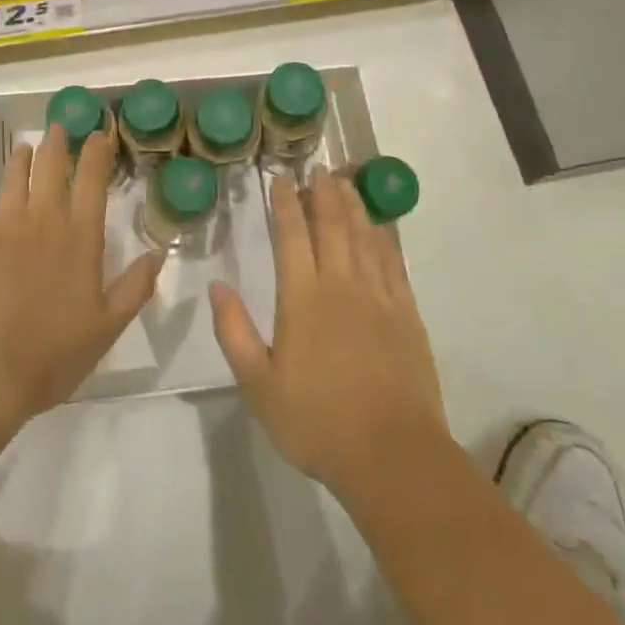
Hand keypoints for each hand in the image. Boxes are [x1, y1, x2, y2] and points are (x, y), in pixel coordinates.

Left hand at [0, 125, 163, 431]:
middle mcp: (42, 219)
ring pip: (14, 176)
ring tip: (26, 149)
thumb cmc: (50, 355)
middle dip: (58, 142)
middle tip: (60, 127)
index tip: (98, 134)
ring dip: (22, 158)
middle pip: (51, 166)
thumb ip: (135, 287)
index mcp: (80, 237)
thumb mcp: (106, 329)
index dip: (96, 152)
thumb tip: (158, 251)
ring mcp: (2, 226)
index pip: (91, 180)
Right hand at [211, 171, 451, 502]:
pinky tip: (379, 226)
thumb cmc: (317, 422)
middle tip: (318, 167)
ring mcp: (379, 297)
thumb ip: (235, 332)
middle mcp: (342, 286)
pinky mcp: (407, 314)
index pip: (292, 236)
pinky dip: (384, 237)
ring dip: (354, 204)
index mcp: (303, 299)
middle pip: (332, 225)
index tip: (281, 178)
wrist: (392, 456)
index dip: (286, 203)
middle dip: (323, 192)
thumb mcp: (259, 385)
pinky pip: (393, 262)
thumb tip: (218, 286)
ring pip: (365, 236)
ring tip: (346, 181)